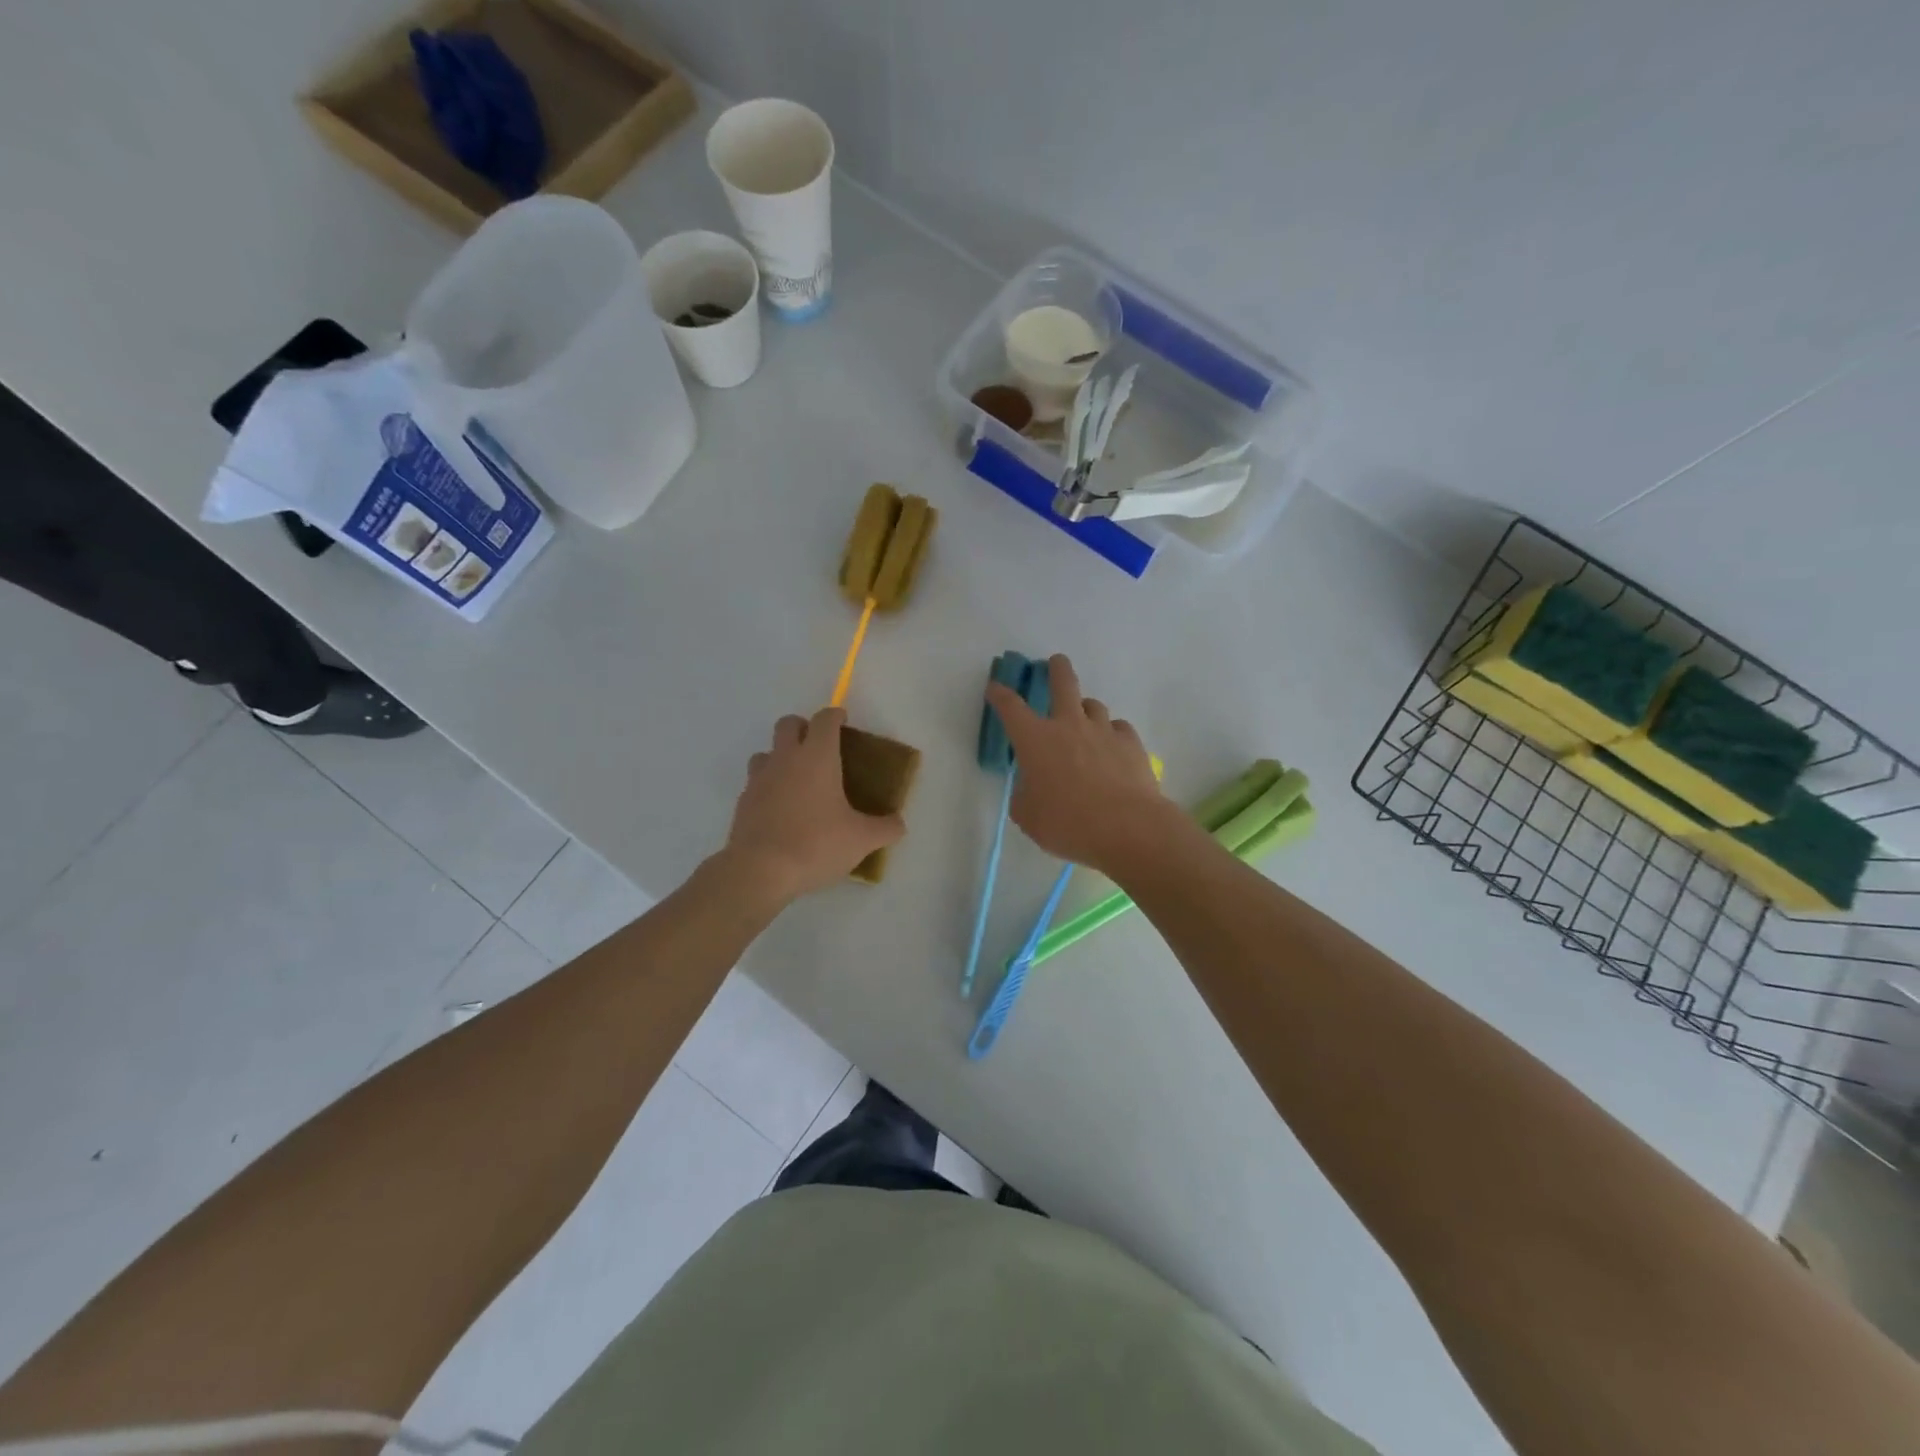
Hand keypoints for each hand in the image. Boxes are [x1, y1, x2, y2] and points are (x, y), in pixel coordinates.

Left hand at [720, 708, 904, 904]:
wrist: (759, 870)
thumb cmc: (816, 844)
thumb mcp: (862, 840)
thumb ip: (886, 828)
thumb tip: (898, 824)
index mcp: (817, 757)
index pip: (825, 720)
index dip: (835, 715)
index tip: (843, 721)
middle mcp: (785, 759)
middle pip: (788, 724)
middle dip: (803, 727)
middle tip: (819, 747)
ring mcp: (759, 779)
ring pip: (766, 752)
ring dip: (780, 756)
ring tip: (797, 779)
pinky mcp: (743, 802)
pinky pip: (756, 783)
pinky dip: (768, 787)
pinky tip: (781, 809)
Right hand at [985, 655, 1183, 876]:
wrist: (1127, 827)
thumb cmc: (1068, 823)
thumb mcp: (1029, 817)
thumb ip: (1025, 797)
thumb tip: (1031, 789)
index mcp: (1035, 740)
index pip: (1011, 707)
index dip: (1000, 694)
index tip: (995, 687)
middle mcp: (1069, 725)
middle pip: (1063, 683)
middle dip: (1057, 669)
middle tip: (1056, 663)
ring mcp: (1103, 731)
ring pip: (1094, 705)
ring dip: (1085, 709)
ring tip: (1084, 721)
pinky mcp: (1131, 743)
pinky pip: (1118, 728)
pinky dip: (1112, 734)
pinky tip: (1112, 748)